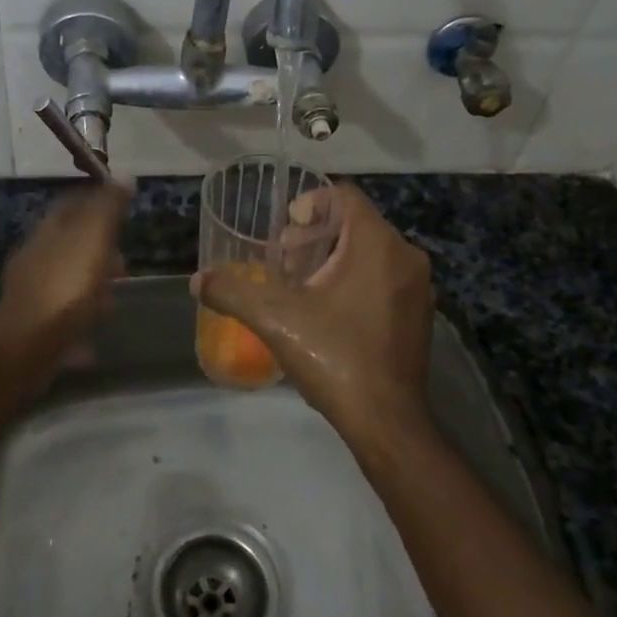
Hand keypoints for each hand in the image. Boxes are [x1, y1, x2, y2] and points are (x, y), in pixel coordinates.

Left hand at [0, 182, 130, 361]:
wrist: (27, 346)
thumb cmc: (65, 286)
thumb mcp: (92, 238)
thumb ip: (108, 208)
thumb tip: (125, 176)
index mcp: (48, 232)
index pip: (71, 204)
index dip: (96, 203)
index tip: (122, 211)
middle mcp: (36, 258)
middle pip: (71, 246)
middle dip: (99, 253)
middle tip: (124, 266)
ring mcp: (33, 294)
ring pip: (68, 282)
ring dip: (91, 290)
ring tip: (112, 303)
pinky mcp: (35, 327)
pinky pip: (65, 318)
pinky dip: (80, 322)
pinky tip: (93, 338)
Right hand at [193, 183, 432, 449]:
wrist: (387, 421)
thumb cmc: (335, 357)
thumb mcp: (276, 320)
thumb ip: (233, 292)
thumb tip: (198, 280)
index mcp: (377, 244)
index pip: (345, 195)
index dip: (310, 203)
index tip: (285, 232)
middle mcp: (405, 256)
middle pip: (355, 223)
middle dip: (315, 237)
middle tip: (286, 264)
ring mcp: (417, 287)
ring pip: (370, 251)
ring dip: (333, 259)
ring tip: (302, 290)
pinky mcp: (419, 313)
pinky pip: (384, 277)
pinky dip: (355, 280)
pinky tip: (329, 313)